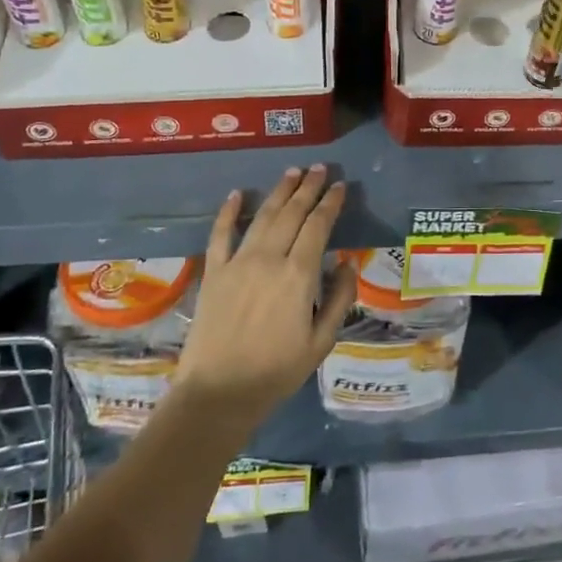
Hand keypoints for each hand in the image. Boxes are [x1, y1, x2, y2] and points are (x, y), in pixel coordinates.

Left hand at [172, 166, 356, 429]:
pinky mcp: (214, 272)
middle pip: (292, 213)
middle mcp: (269, 259)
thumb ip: (338, 299)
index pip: (318, 226)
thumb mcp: (321, 342)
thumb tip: (348, 264)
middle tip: (320, 168)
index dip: (330, 203)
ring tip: (292, 172)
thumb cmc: (276, 372)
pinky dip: (229, 212)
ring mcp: (238, 263)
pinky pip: (221, 234)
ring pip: (263, 216)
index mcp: (298, 275)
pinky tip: (238, 194)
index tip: (340, 186)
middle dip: (308, 187)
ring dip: (280, 191)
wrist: (218, 393)